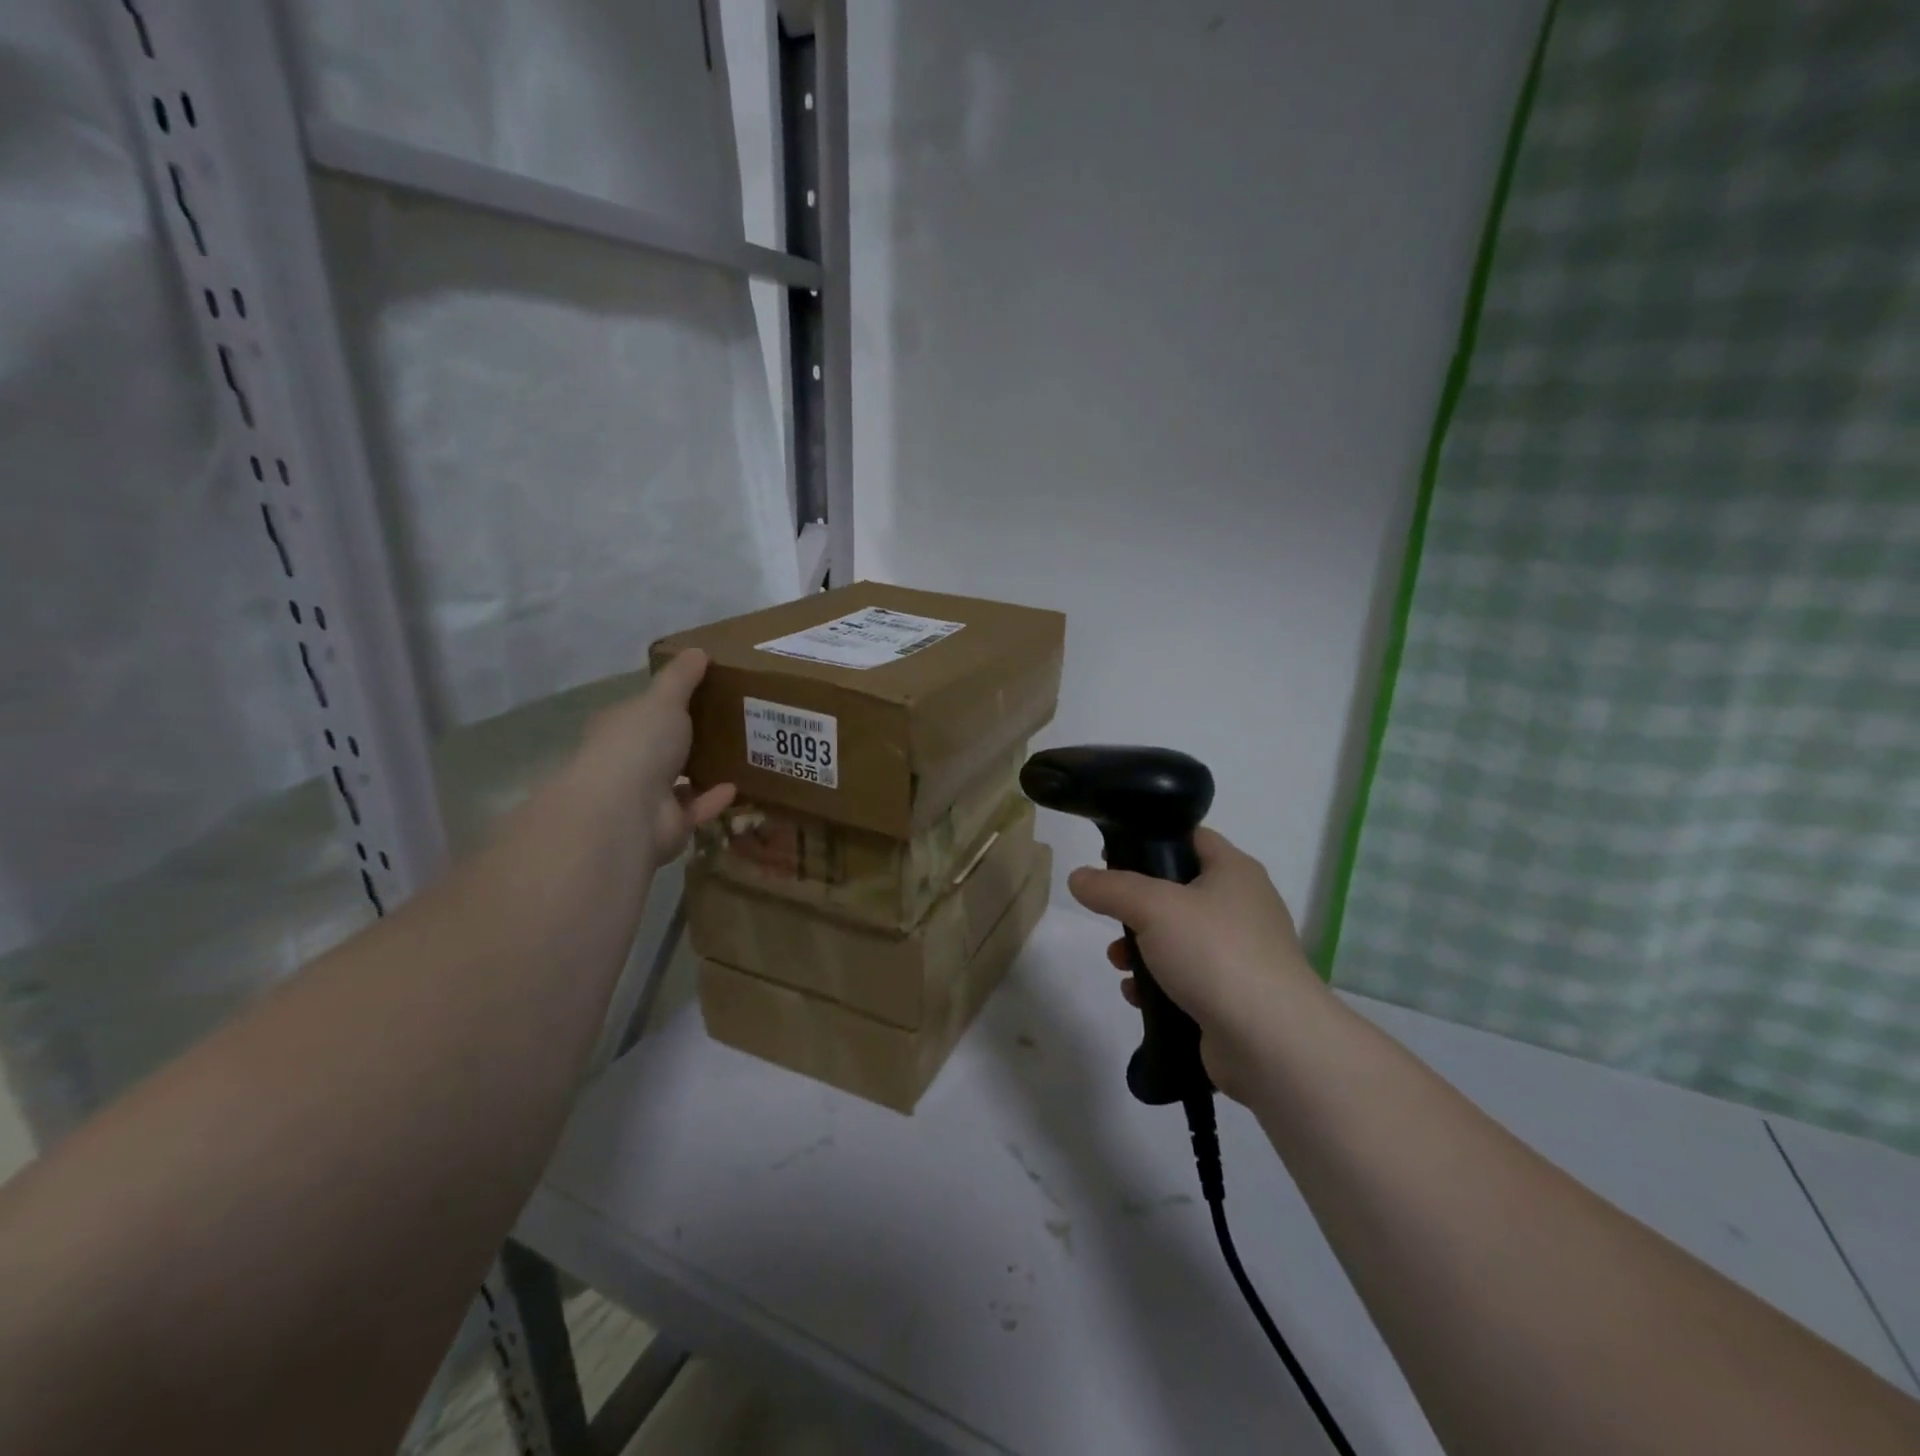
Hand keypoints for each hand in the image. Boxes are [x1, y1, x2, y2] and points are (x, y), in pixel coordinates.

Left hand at [564, 649, 735, 870]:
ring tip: (739, 755)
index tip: (702, 692)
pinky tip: (738, 786)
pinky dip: (714, 799)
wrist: (626, 811)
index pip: (642, 711)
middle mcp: (628, 762)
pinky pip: (695, 809)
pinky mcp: (666, 826)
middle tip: (730, 723)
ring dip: (702, 771)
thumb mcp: (664, 699)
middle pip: (661, 747)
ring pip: (678, 781)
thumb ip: (682, 678)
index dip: (667, 702)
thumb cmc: (639, 744)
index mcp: (620, 727)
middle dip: (688, 738)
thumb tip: (698, 651)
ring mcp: (645, 797)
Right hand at [1067, 829, 1326, 1098]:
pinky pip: (1188, 978)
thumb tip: (1079, 878)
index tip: (1111, 856)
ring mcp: (1242, 954)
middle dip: (1137, 906)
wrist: (1271, 1041)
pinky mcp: (1235, 995)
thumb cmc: (1214, 953)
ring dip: (1142, 948)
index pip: (1191, 837)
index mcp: (1234, 871)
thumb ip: (1110, 888)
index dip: (1151, 840)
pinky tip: (1137, 996)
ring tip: (1118, 962)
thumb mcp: (1152, 907)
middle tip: (1110, 915)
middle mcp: (1243, 906)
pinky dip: (1159, 984)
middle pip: (1179, 891)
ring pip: (1179, 938)